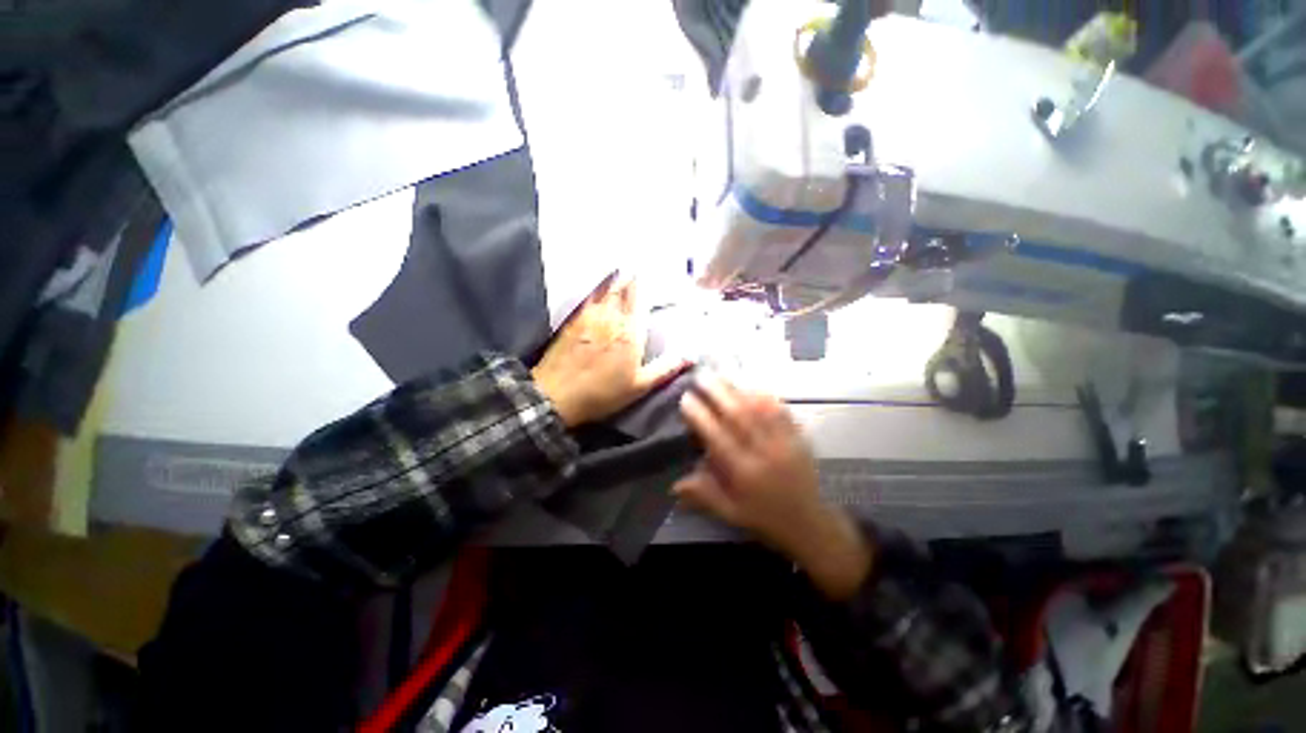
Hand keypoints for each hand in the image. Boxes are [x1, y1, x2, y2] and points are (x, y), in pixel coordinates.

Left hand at [532, 274, 689, 427]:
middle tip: (635, 266)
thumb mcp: (639, 386)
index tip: (648, 271)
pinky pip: (588, 299)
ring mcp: (589, 318)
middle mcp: (611, 319)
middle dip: (629, 277)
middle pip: (621, 290)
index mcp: (630, 333)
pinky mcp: (572, 322)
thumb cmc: (603, 394)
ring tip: (621, 270)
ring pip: (604, 291)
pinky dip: (596, 291)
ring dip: (614, 280)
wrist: (557, 396)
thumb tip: (691, 356)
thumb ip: (666, 369)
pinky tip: (598, 289)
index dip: (643, 284)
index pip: (638, 299)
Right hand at [674, 372, 871, 599]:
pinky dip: (766, 396)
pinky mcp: (799, 438)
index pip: (718, 437)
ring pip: (760, 409)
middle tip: (702, 376)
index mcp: (745, 472)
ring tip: (722, 375)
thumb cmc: (765, 519)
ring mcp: (785, 442)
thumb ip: (703, 495)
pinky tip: (753, 386)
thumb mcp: (731, 514)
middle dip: (718, 393)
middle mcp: (764, 453)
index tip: (687, 399)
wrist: (810, 524)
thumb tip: (674, 485)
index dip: (700, 416)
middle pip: (740, 415)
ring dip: (739, 389)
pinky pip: (782, 411)